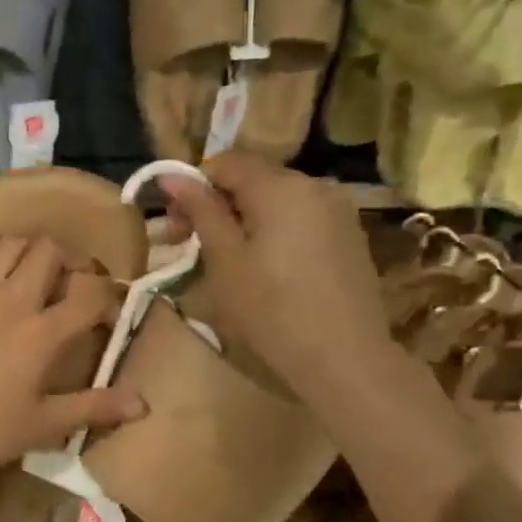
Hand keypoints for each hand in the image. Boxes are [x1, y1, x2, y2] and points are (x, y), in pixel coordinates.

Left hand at [0, 236, 145, 482]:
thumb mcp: (45, 426)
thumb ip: (95, 408)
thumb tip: (144, 403)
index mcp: (42, 333)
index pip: (89, 294)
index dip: (109, 296)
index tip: (110, 313)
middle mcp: (11, 301)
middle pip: (49, 253)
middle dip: (69, 260)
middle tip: (71, 284)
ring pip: (6, 246)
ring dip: (26, 249)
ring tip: (32, 270)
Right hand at [160, 151, 391, 374]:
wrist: (344, 359)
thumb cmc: (271, 309)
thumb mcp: (224, 260)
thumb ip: (201, 211)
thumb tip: (171, 176)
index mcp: (280, 186)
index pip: (226, 162)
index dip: (194, 185)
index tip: (177, 225)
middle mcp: (314, 185)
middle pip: (254, 178)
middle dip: (218, 204)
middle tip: (191, 245)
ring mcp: (338, 211)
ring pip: (277, 200)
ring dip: (246, 219)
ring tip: (228, 260)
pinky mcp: (349, 237)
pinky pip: (301, 219)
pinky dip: (275, 232)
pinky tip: (267, 269)